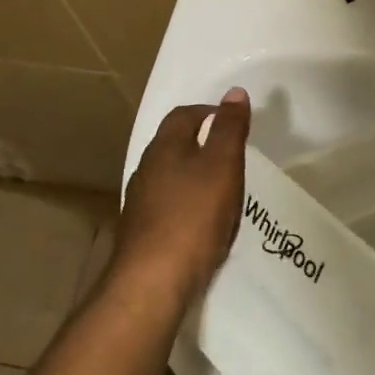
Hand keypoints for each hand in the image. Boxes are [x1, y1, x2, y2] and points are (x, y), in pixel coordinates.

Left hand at [112, 88, 250, 310]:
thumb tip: (234, 92)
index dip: (208, 112)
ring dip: (195, 177)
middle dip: (202, 145)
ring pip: (171, 178)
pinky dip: (189, 206)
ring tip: (224, 190)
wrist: (152, 282)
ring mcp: (140, 204)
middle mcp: (146, 170)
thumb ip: (229, 128)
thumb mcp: (222, 165)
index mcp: (164, 148)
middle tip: (232, 155)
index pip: (183, 115)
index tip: (232, 121)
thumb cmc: (193, 215)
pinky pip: (169, 208)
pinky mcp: (142, 234)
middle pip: (174, 145)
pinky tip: (205, 224)